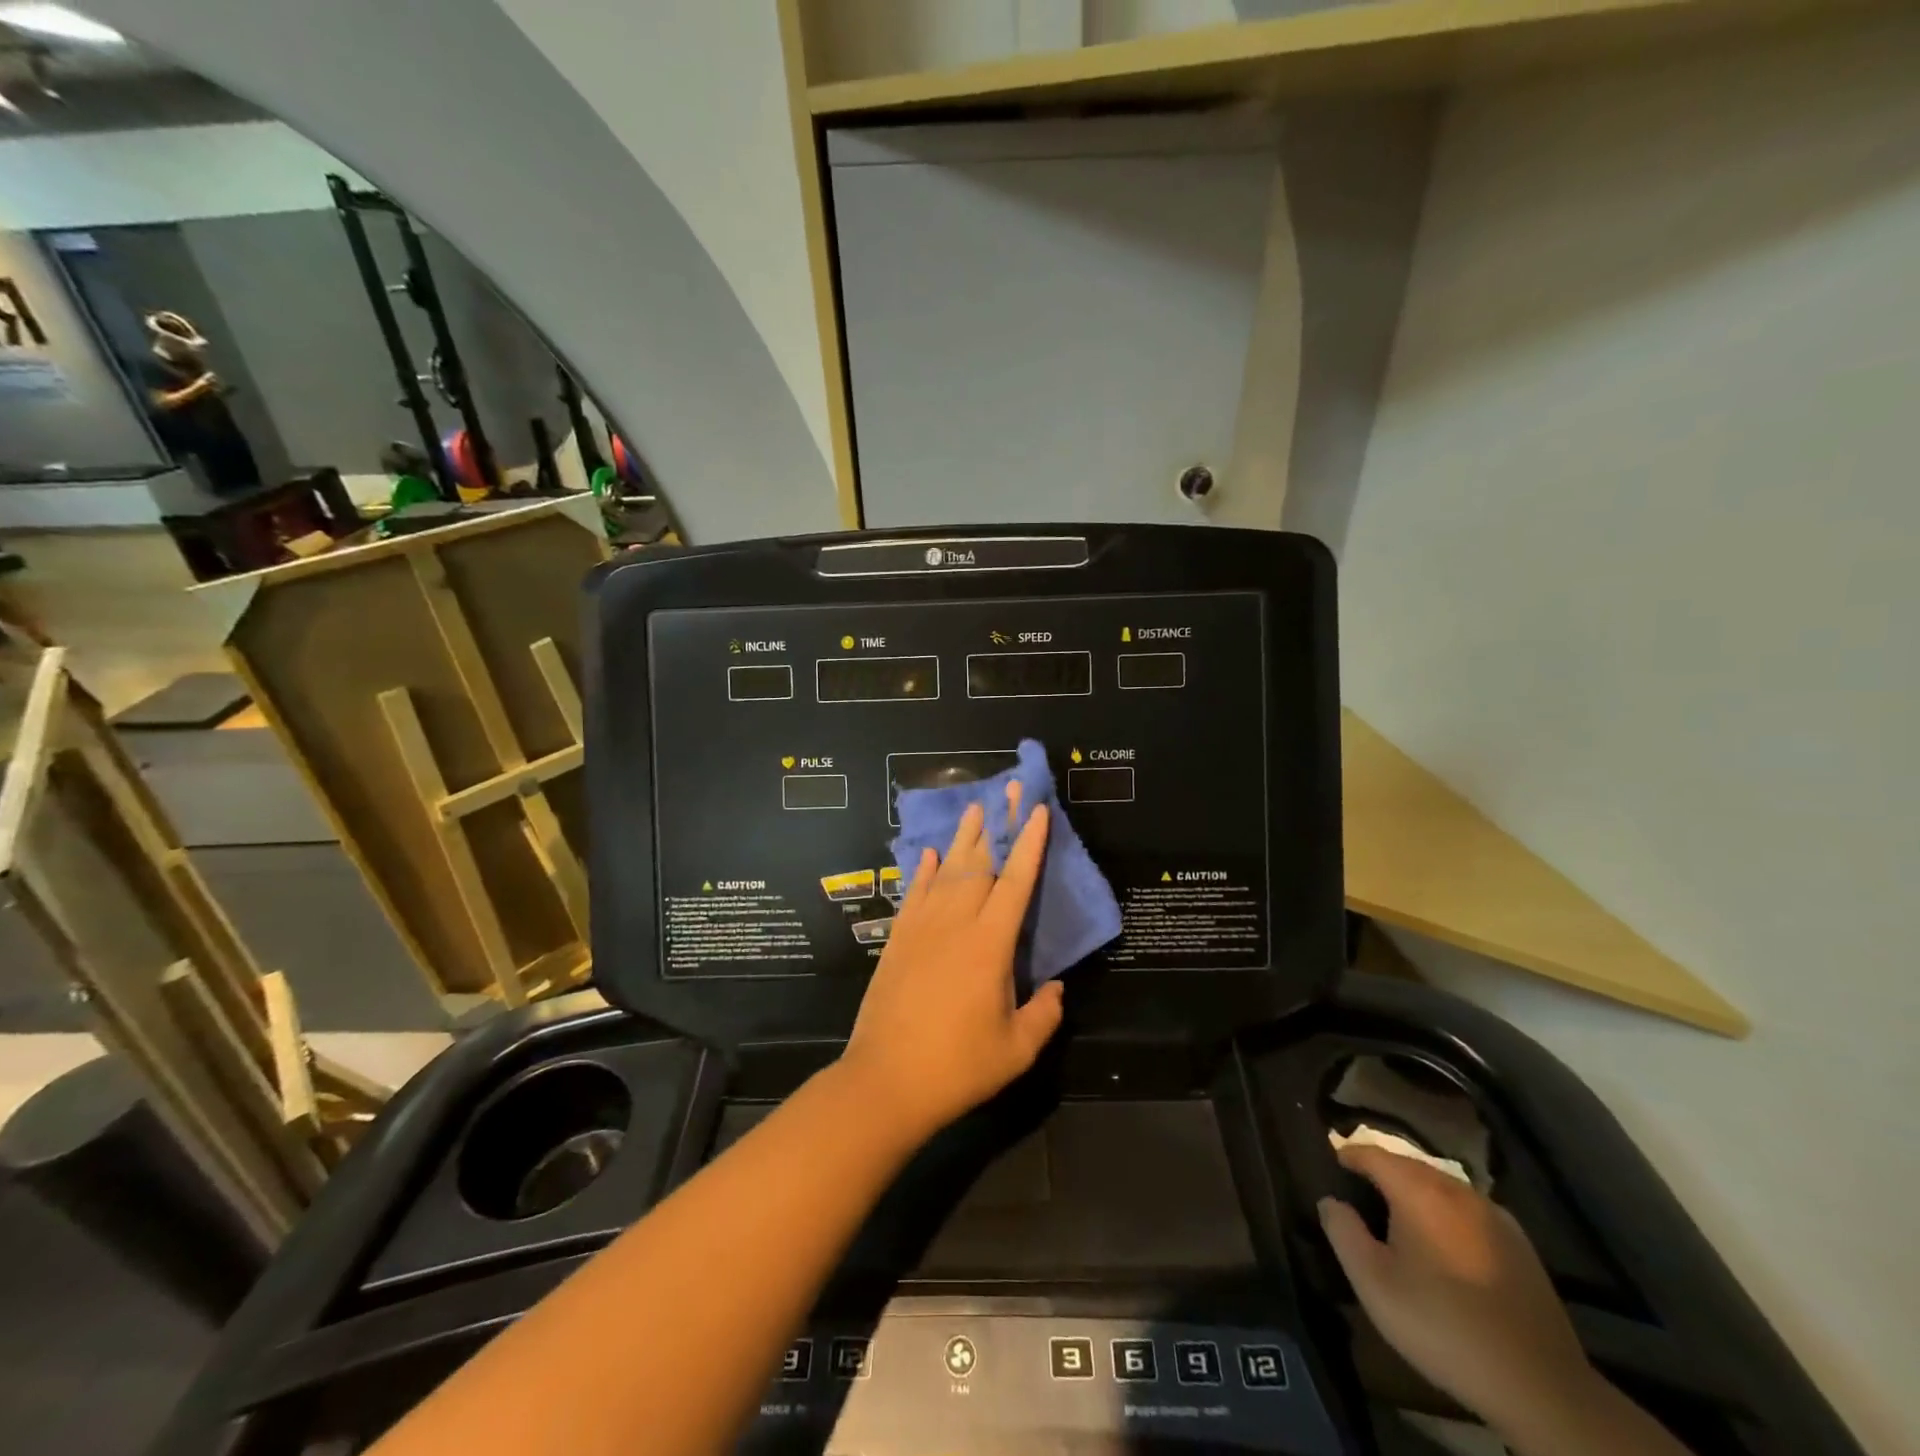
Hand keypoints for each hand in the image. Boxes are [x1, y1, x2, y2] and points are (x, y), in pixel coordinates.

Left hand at [838, 792, 1064, 1145]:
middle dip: (997, 824)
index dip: (1029, 844)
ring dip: (962, 838)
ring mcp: (922, 928)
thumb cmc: (958, 1067)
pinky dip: (923, 872)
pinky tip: (929, 855)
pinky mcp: (898, 940)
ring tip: (973, 808)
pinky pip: (914, 894)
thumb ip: (1044, 1014)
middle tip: (1006, 790)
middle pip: (979, 863)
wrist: (886, 1081)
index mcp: (989, 944)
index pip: (1016, 882)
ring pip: (946, 871)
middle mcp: (955, 923)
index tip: (1037, 811)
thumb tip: (1057, 987)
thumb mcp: (1016, 1049)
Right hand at [1319, 1144, 1598, 1439]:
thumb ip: (1343, 1232)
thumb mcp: (1374, 1284)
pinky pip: (1469, 1211)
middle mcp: (1455, 1188)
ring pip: (1441, 1186)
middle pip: (1407, 1165)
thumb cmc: (1443, 1326)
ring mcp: (1493, 1214)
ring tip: (1400, 1218)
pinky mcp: (1520, 1244)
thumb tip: (1331, 1201)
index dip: (1347, 1156)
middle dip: (1381, 1172)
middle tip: (1360, 1194)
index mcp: (1417, 1189)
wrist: (1541, 1385)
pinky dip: (1448, 1214)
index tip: (1331, 1166)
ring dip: (1415, 1193)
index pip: (1371, 1153)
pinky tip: (1446, 1245)